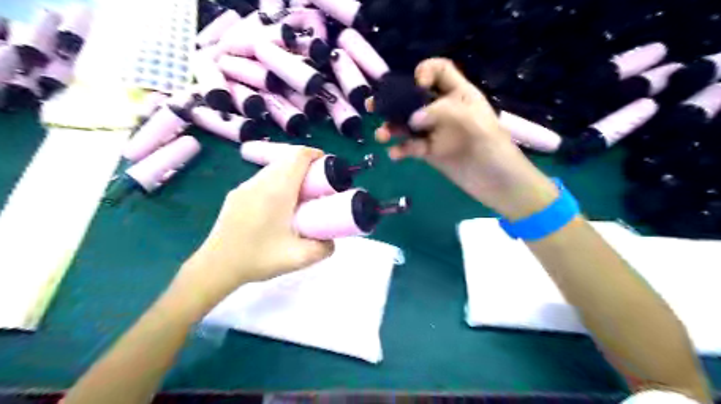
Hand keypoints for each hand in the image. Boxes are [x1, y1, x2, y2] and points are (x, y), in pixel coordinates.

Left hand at [170, 145, 335, 311]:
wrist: (216, 267)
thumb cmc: (258, 259)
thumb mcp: (299, 258)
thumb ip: (324, 248)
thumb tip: (331, 240)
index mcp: (277, 191)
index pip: (298, 157)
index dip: (315, 155)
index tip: (328, 168)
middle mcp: (260, 182)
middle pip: (286, 160)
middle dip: (306, 166)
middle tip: (318, 187)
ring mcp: (244, 187)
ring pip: (273, 168)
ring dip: (290, 174)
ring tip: (299, 196)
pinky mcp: (236, 195)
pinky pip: (261, 179)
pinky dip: (276, 182)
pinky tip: (278, 206)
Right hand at [368, 59, 559, 218]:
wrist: (498, 183)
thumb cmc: (493, 148)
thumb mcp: (473, 123)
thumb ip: (442, 113)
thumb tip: (412, 119)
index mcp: (459, 94)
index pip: (440, 71)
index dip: (425, 71)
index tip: (416, 85)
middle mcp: (444, 110)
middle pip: (414, 97)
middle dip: (394, 99)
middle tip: (373, 106)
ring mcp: (435, 132)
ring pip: (407, 123)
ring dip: (392, 127)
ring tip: (382, 136)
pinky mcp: (429, 152)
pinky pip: (410, 146)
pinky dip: (400, 149)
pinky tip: (395, 154)